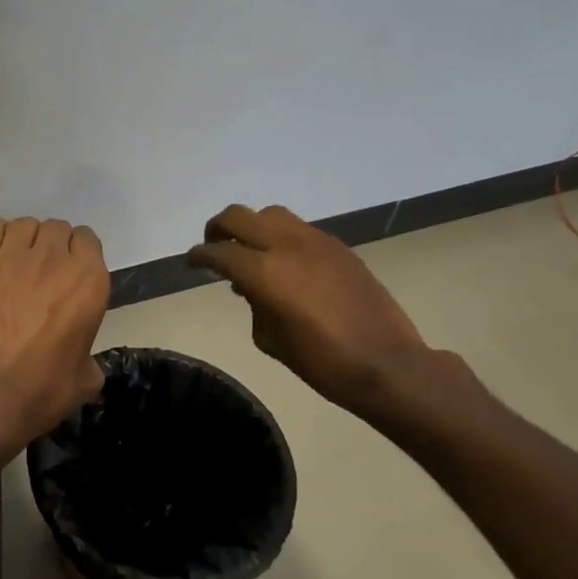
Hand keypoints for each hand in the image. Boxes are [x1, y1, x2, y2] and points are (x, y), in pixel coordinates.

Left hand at [0, 218, 109, 461]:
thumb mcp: (83, 383)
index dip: (78, 254)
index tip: (69, 273)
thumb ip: (88, 361)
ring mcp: (12, 255)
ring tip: (14, 264)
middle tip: (41, 272)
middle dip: (51, 245)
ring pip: (24, 225)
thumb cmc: (37, 392)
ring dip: (24, 240)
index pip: (88, 241)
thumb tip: (84, 363)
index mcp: (88, 283)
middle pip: (56, 229)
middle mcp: (53, 259)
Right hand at [187, 205, 431, 413]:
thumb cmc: (321, 362)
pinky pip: (298, 229)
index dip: (198, 256)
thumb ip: (253, 304)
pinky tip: (285, 263)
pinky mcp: (338, 247)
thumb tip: (250, 287)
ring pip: (270, 214)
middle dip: (218, 228)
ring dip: (252, 227)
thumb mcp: (269, 339)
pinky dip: (281, 237)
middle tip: (213, 246)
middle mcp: (287, 246)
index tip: (191, 262)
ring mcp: (316, 242)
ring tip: (251, 250)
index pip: (219, 252)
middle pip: (239, 216)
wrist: (386, 364)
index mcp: (264, 272)